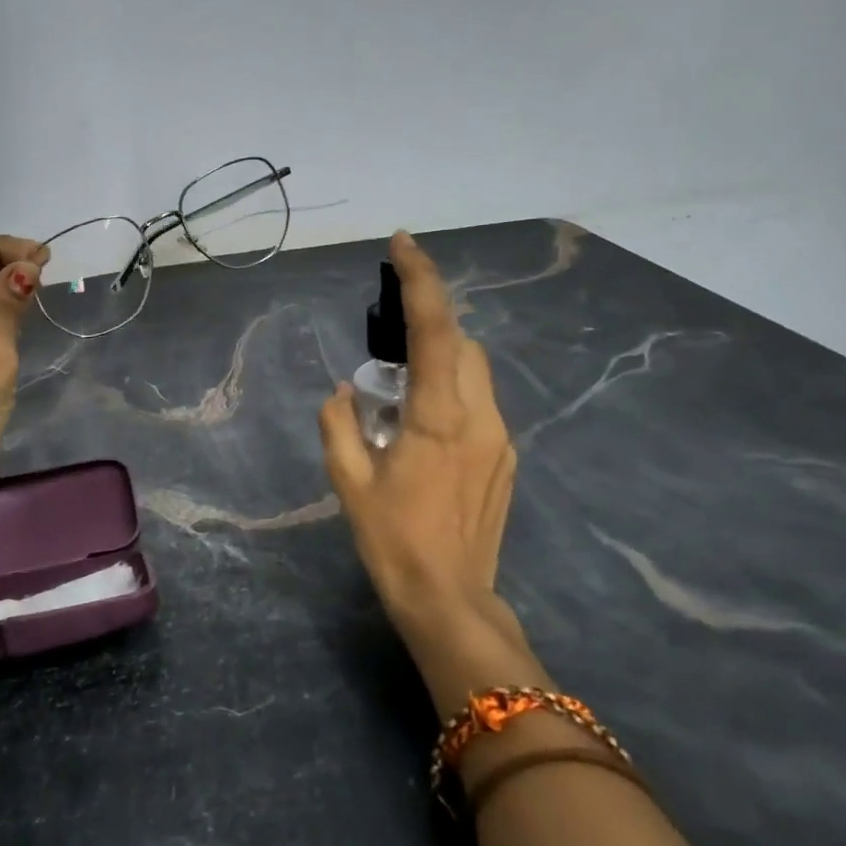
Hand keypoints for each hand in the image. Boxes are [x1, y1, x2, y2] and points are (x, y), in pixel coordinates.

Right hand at [319, 231, 541, 713]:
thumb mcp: (349, 483)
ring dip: (441, 359)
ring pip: (476, 370)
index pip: (434, 330)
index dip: (420, 280)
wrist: (452, 601)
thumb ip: (339, 425)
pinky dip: (452, 390)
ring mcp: (501, 438)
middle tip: (386, 348)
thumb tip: (344, 392)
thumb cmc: (393, 542)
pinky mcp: (506, 457)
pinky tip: (423, 428)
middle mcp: (480, 417)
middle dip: (429, 325)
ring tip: (400, 392)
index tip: (403, 243)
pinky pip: (480, 401)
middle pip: (463, 342)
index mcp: (438, 418)